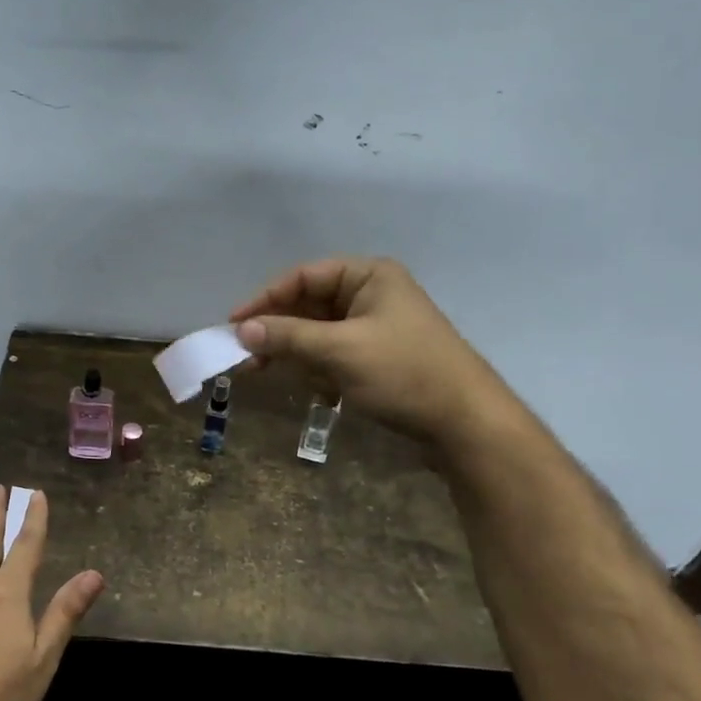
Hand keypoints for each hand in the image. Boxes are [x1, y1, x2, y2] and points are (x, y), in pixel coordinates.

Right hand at [231, 256, 522, 449]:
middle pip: (309, 305)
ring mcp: (375, 328)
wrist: (466, 423)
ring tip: (267, 375)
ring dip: (296, 355)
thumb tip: (241, 329)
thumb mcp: (341, 350)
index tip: (234, 325)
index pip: (303, 277)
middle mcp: (371, 295)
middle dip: (279, 331)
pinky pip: (334, 356)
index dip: (265, 299)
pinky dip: (320, 371)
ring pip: (318, 334)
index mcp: (368, 276)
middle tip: (244, 355)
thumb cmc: (404, 372)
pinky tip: (321, 394)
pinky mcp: (378, 359)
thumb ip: (288, 336)